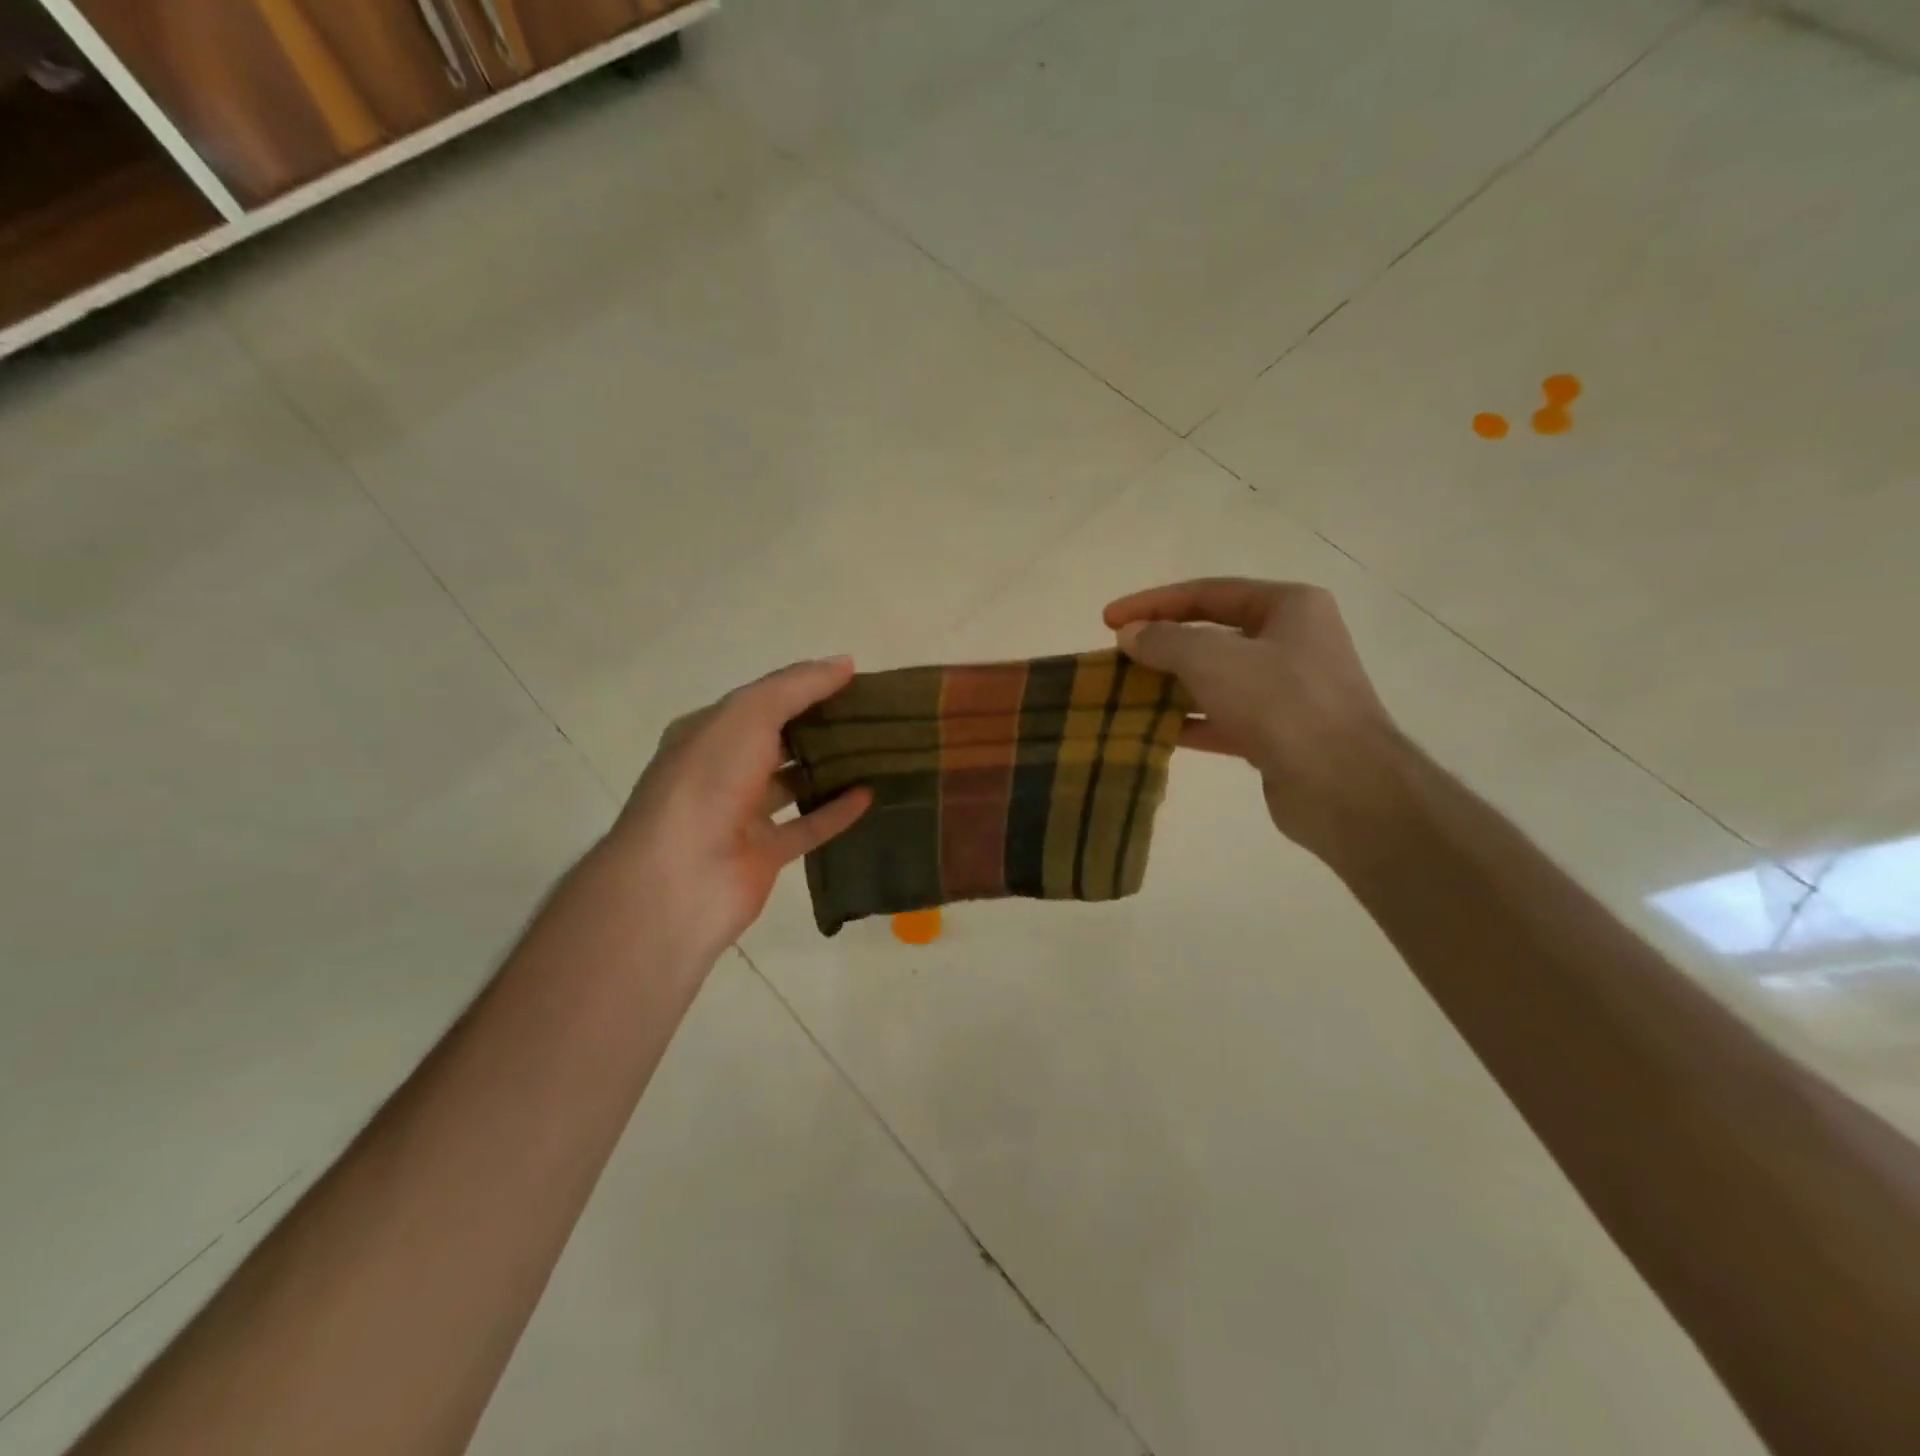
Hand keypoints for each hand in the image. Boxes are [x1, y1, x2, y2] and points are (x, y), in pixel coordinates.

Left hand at [604, 659, 871, 965]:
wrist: (680, 877)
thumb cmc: (709, 781)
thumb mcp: (750, 714)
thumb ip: (797, 686)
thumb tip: (844, 662)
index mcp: (708, 732)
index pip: (762, 701)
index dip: (804, 688)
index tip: (853, 681)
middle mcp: (722, 770)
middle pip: (778, 741)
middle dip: (820, 727)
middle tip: (873, 716)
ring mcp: (741, 814)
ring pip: (793, 784)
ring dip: (829, 769)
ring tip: (876, 752)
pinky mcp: (764, 854)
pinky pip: (806, 827)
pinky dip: (836, 812)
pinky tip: (869, 795)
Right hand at [1104, 578, 1401, 857]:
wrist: (1342, 785)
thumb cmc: (1280, 703)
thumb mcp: (1212, 659)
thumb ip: (1165, 641)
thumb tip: (1130, 635)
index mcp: (1289, 607)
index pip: (1208, 593)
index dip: (1153, 603)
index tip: (1108, 619)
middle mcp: (1292, 642)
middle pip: (1212, 636)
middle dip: (1162, 646)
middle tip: (1116, 658)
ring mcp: (1288, 691)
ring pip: (1216, 680)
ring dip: (1171, 686)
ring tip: (1125, 694)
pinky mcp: (1279, 735)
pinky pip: (1224, 719)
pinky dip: (1190, 722)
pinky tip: (1153, 730)